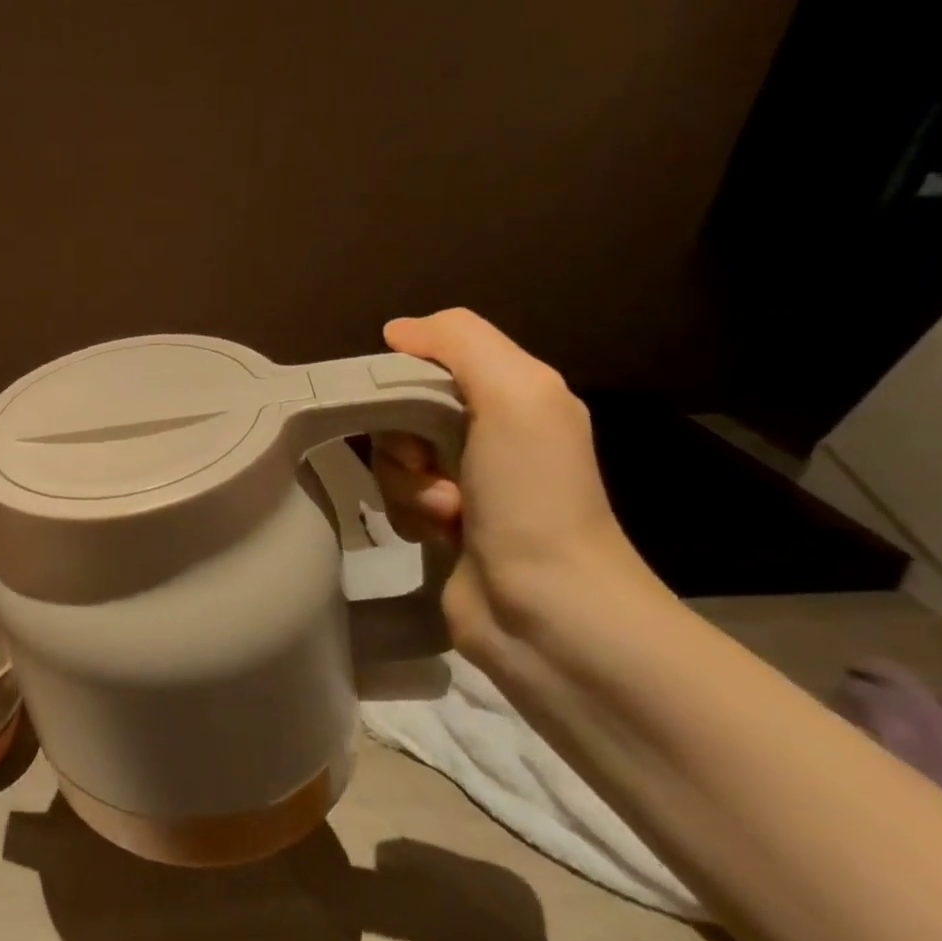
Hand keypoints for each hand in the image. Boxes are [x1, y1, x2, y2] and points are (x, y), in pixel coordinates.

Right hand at [371, 308, 652, 651]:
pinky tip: (439, 534)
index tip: (400, 406)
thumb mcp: (516, 395)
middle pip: (401, 410)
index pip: (431, 360)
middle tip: (431, 466)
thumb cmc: (534, 496)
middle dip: (402, 440)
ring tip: (446, 513)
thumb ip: (460, 343)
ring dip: (407, 484)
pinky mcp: (443, 524)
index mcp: (515, 395)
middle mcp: (491, 433)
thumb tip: (396, 329)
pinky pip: (395, 498)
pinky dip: (408, 513)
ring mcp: (466, 482)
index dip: (404, 378)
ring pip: (392, 457)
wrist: (549, 610)